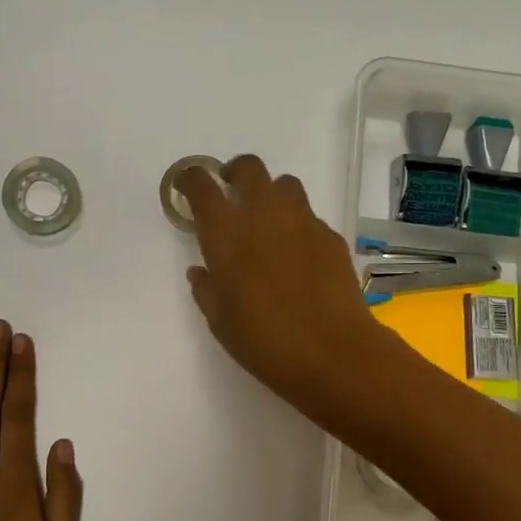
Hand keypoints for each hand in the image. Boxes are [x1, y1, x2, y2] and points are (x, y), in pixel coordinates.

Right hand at [177, 155, 393, 412]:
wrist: (333, 352)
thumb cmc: (265, 341)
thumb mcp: (221, 321)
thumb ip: (206, 289)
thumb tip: (201, 271)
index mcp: (226, 232)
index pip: (202, 186)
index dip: (191, 179)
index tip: (187, 185)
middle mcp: (263, 214)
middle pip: (248, 168)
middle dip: (235, 173)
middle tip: (230, 191)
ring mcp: (302, 221)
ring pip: (284, 184)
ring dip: (271, 193)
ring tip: (268, 219)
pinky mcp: (330, 235)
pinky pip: (309, 216)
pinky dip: (297, 224)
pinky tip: (298, 254)